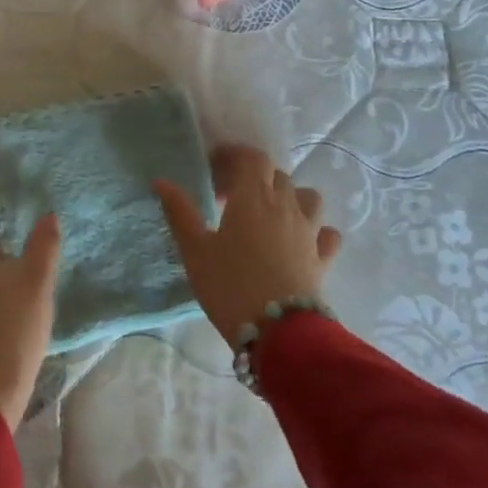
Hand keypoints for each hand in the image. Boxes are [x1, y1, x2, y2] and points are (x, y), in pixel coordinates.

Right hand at [153, 145, 342, 348]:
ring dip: (289, 197)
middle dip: (253, 178)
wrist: (278, 332)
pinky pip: (326, 233)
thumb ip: (180, 212)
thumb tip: (161, 181)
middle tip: (228, 197)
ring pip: (307, 197)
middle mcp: (285, 205)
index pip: (252, 158)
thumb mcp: (195, 250)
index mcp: (253, 197)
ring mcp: (309, 231)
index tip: (213, 167)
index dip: (234, 155)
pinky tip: (302, 240)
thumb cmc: (230, 285)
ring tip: (269, 214)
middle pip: (276, 175)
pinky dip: (316, 230)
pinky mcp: (322, 258)